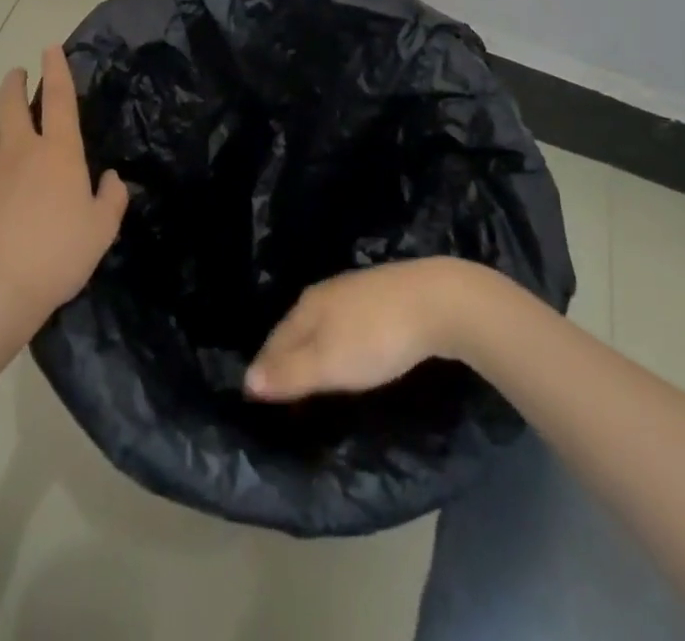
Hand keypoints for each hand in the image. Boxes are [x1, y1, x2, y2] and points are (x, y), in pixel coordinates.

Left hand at [0, 45, 128, 329]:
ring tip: (4, 142)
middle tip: (18, 77)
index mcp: (58, 151)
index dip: (56, 68)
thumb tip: (111, 178)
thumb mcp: (102, 229)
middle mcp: (19, 148)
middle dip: (14, 80)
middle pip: (10, 99)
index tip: (49, 48)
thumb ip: (112, 197)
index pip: (58, 96)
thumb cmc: (59, 255)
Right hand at [245, 257, 481, 401]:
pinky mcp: (385, 295)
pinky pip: (349, 322)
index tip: (254, 393)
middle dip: (286, 354)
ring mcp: (357, 290)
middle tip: (280, 386)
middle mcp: (327, 292)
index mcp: (308, 305)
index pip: (275, 338)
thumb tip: (247, 380)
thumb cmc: (377, 337)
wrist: (438, 301)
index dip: (264, 366)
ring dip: (314, 347)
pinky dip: (340, 340)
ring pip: (324, 322)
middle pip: (297, 327)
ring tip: (313, 372)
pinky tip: (351, 351)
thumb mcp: (329, 363)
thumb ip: (289, 373)